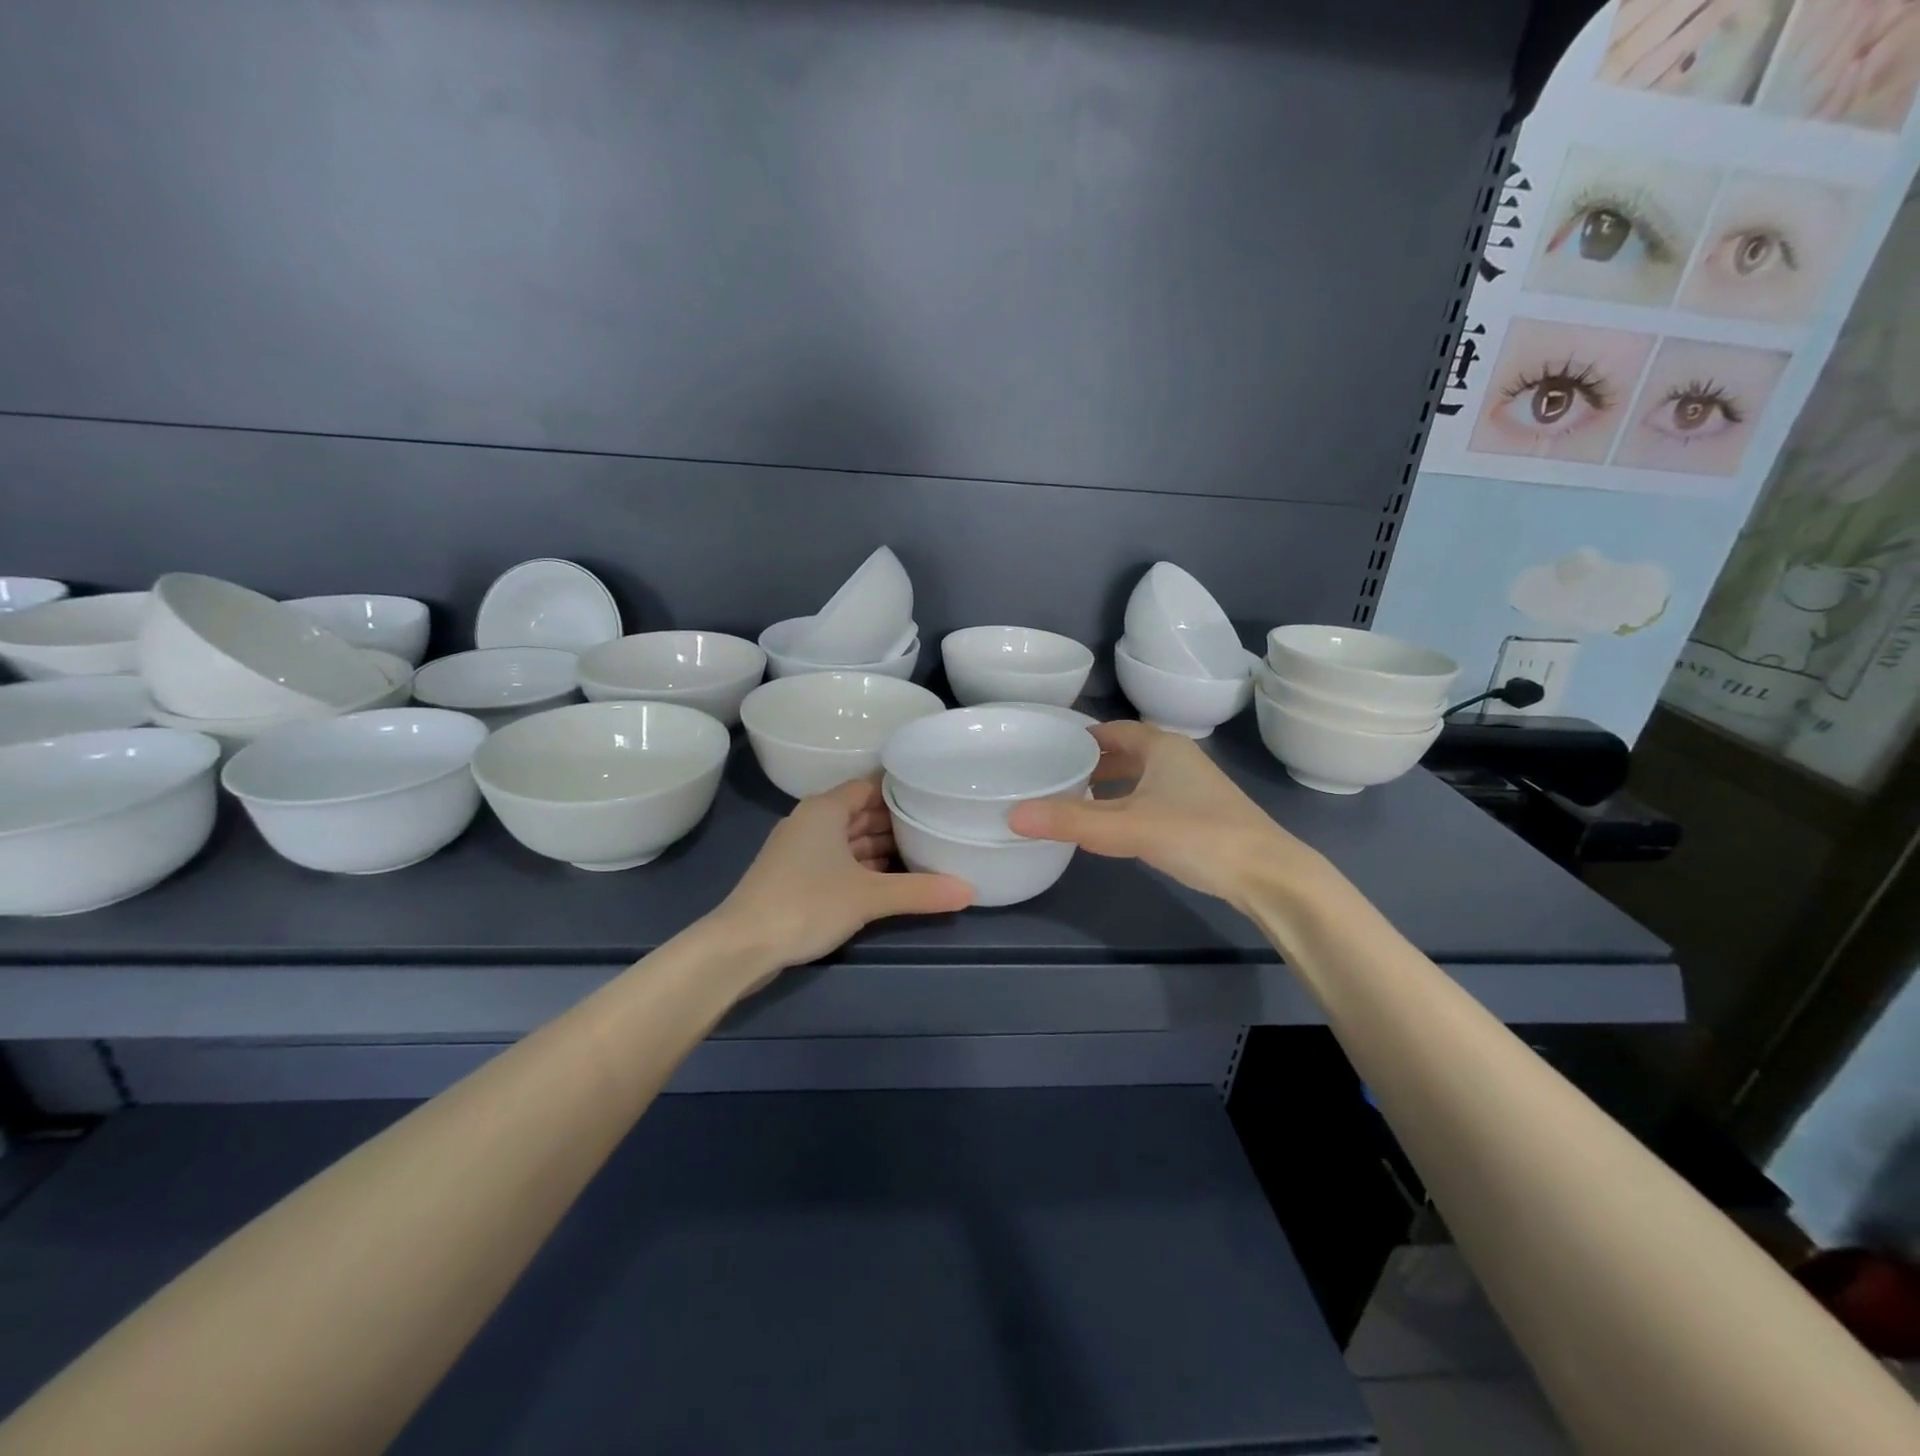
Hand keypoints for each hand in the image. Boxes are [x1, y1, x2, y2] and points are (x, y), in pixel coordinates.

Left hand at [709, 778, 972, 983]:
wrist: (741, 946)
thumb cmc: (806, 903)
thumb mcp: (869, 896)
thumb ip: (919, 891)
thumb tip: (970, 891)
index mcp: (825, 810)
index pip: (870, 786)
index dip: (901, 790)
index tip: (934, 795)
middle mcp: (812, 822)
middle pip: (861, 813)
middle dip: (896, 821)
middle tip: (938, 826)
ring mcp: (800, 851)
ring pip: (849, 840)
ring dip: (881, 847)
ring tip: (923, 853)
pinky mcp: (796, 878)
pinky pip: (838, 861)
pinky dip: (863, 867)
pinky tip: (889, 880)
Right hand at [1006, 720, 1329, 912]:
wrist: (1268, 875)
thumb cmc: (1197, 835)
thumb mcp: (1127, 827)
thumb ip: (1071, 821)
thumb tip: (1012, 815)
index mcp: (1162, 746)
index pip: (1111, 730)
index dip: (1079, 738)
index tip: (1046, 750)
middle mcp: (1178, 758)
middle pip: (1125, 752)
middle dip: (1090, 764)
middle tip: (1052, 779)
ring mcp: (1192, 787)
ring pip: (1139, 777)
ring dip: (1109, 786)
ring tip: (1073, 802)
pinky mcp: (1199, 815)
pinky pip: (1151, 798)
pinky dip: (1127, 804)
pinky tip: (1112, 828)